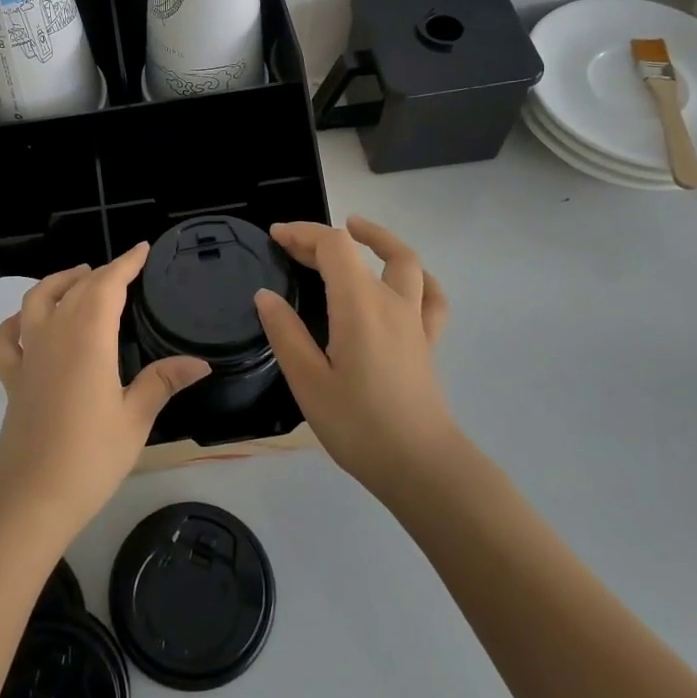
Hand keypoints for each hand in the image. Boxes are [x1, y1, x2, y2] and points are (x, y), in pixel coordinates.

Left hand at [0, 245, 209, 535]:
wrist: (30, 498)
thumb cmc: (90, 458)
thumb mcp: (135, 419)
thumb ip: (163, 382)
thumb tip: (200, 362)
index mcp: (88, 339)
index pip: (107, 285)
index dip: (125, 264)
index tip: (142, 250)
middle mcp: (54, 336)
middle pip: (75, 289)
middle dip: (101, 273)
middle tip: (124, 269)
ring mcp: (28, 356)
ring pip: (37, 301)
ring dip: (59, 282)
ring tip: (79, 277)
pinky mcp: (12, 379)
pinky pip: (8, 338)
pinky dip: (17, 320)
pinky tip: (27, 322)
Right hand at [253, 216, 456, 498]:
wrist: (421, 466)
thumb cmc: (359, 425)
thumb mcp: (308, 382)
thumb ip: (286, 334)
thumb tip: (266, 296)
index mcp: (359, 305)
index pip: (334, 246)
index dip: (303, 233)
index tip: (275, 236)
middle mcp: (391, 301)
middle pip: (360, 250)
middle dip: (323, 240)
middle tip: (291, 245)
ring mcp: (414, 320)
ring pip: (406, 262)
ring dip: (379, 240)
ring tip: (357, 231)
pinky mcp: (427, 342)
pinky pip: (430, 297)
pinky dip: (418, 277)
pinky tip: (406, 280)